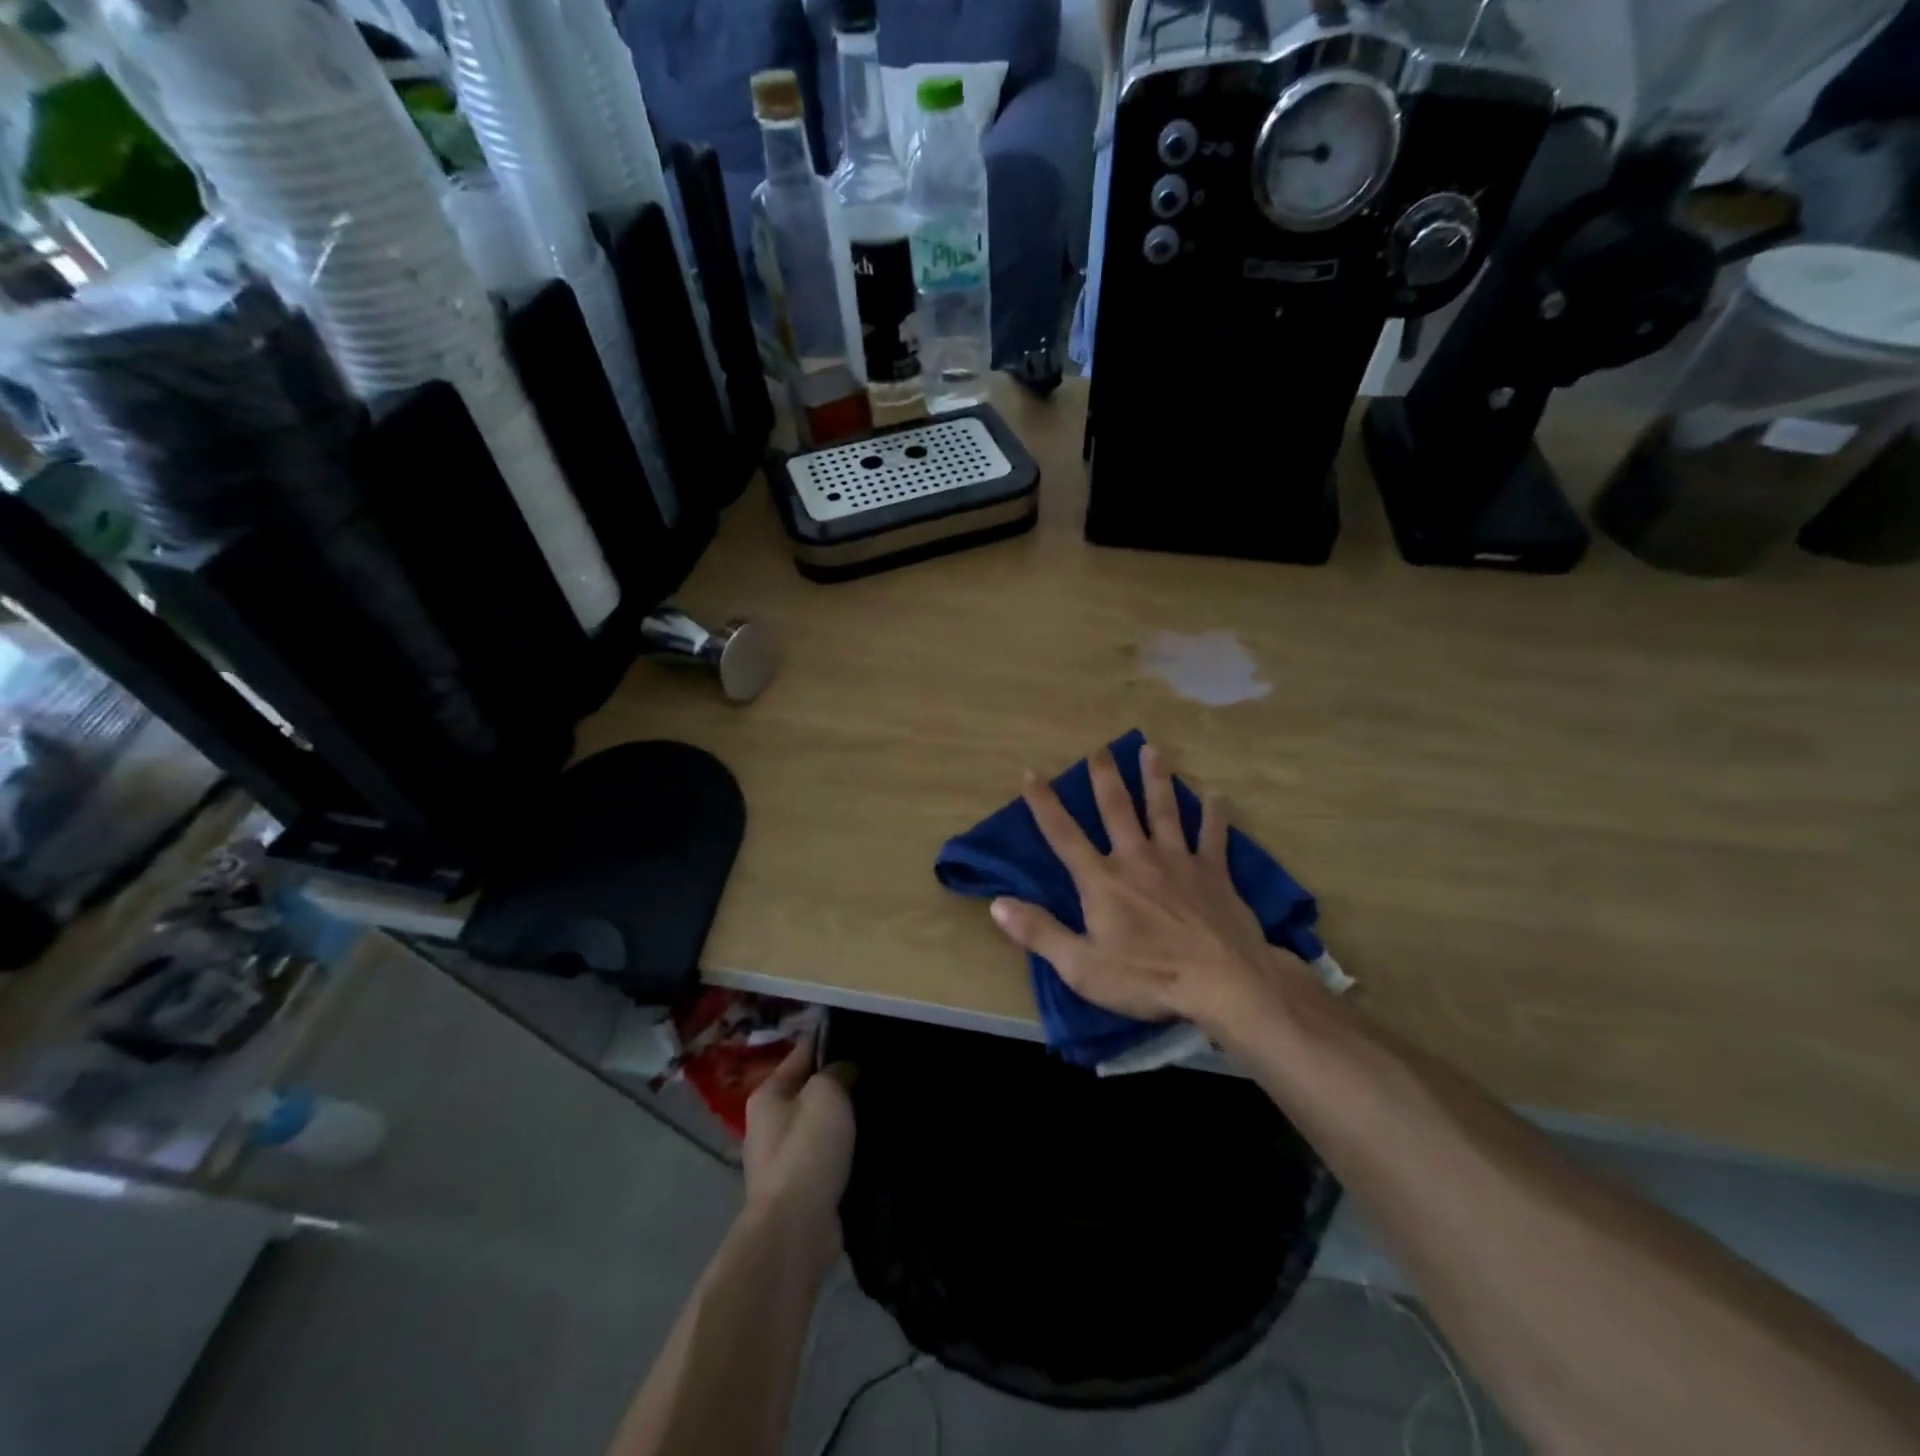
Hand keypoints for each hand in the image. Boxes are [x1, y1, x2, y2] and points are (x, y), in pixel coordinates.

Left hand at [741, 1035, 855, 1273]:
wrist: (795, 1229)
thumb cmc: (807, 1150)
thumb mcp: (826, 1094)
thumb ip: (836, 1072)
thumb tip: (845, 1069)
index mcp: (768, 1094)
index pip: (802, 1052)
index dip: (830, 1040)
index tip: (862, 1032)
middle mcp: (768, 1123)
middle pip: (809, 1089)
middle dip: (839, 1082)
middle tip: (876, 1071)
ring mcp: (782, 1159)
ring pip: (819, 1124)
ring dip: (843, 1118)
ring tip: (878, 1106)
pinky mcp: (800, 1188)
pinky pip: (826, 1155)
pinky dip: (844, 1149)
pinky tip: (869, 1145)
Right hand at [988, 743, 1284, 1033]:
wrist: (1223, 983)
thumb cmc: (1147, 978)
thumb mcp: (1081, 966)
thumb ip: (1039, 932)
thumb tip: (997, 903)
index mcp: (1102, 880)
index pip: (1064, 835)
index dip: (1044, 803)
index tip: (1030, 771)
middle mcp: (1137, 858)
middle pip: (1117, 810)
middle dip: (1105, 778)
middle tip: (1099, 748)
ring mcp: (1179, 861)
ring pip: (1164, 810)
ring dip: (1156, 779)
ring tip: (1152, 749)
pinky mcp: (1214, 873)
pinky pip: (1213, 835)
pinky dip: (1214, 813)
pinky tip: (1215, 792)